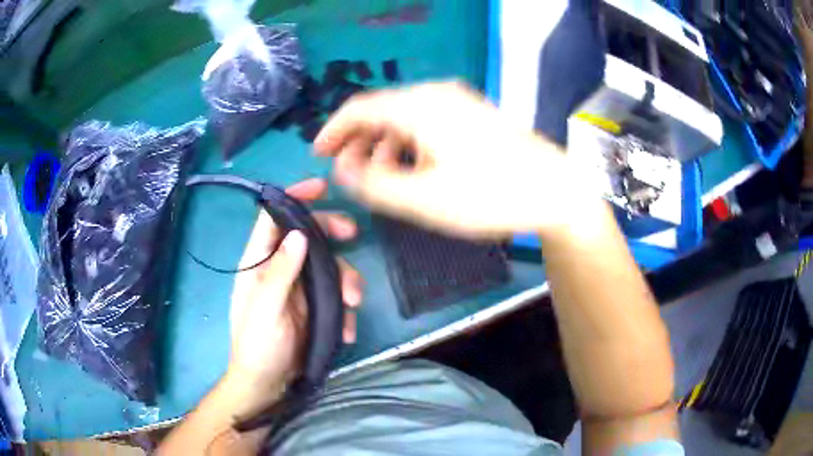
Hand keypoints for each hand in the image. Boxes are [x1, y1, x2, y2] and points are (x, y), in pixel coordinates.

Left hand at [225, 178, 361, 411]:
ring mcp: (299, 288)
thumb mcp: (267, 309)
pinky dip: (345, 308)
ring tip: (354, 303)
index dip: (293, 199)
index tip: (321, 187)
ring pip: (328, 265)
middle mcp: (279, 269)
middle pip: (307, 236)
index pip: (271, 219)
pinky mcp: (314, 307)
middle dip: (332, 232)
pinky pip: (335, 295)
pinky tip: (347, 328)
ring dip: (346, 280)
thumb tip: (298, 234)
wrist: (269, 382)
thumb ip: (281, 272)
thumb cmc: (258, 345)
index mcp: (258, 263)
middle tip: (353, 234)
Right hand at [314, 81, 593, 237]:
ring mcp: (458, 101)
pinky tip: (415, 167)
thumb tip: (344, 169)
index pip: (359, 109)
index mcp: (419, 106)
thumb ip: (374, 185)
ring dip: (385, 145)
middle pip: (382, 111)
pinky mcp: (473, 114)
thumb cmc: (491, 195)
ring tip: (383, 178)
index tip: (318, 153)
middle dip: (359, 142)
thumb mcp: (423, 200)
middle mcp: (436, 94)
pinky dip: (410, 143)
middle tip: (350, 173)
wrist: (555, 190)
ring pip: (405, 117)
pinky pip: (427, 122)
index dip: (333, 130)